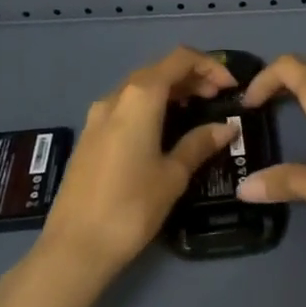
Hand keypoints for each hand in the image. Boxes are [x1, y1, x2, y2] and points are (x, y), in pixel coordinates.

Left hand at [35, 47, 240, 279]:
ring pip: (140, 88)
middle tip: (218, 99)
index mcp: (140, 97)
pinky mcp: (89, 136)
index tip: (230, 86)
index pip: (179, 59)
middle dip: (191, 77)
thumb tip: (226, 128)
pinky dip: (150, 106)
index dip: (209, 66)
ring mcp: (97, 116)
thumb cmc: (131, 206)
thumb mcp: (173, 175)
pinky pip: (125, 106)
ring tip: (196, 112)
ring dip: (170, 91)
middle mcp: (116, 97)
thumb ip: (199, 144)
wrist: (74, 247)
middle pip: (158, 70)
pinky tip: (164, 130)